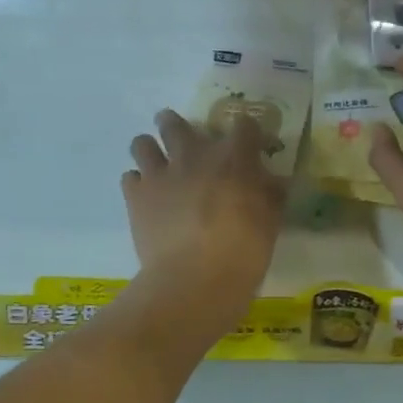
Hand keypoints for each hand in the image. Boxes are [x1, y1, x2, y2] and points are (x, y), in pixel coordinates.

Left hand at [122, 109, 282, 322]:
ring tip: (157, 165)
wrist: (195, 280)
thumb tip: (273, 183)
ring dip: (150, 150)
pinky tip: (147, 198)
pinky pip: (130, 177)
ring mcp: (160, 173)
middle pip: (175, 122)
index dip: (247, 132)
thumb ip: (270, 195)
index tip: (250, 145)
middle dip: (176, 126)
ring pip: (143, 143)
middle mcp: (194, 155)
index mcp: (234, 157)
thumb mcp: (271, 221)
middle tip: (183, 141)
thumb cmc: (244, 251)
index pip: (244, 124)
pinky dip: (138, 184)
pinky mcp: (136, 196)